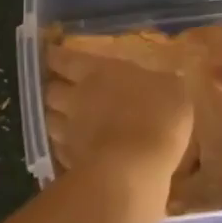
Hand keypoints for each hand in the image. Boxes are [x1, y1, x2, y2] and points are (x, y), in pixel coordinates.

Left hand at [44, 46, 193, 196]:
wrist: (136, 169)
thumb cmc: (157, 118)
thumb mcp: (173, 91)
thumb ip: (163, 84)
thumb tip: (166, 79)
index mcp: (96, 72)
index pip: (64, 58)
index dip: (55, 55)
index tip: (50, 53)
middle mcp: (76, 98)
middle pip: (50, 89)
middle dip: (52, 87)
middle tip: (58, 87)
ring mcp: (69, 132)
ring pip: (49, 120)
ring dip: (54, 118)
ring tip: (61, 119)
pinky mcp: (70, 162)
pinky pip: (59, 150)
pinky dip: (63, 148)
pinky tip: (71, 150)